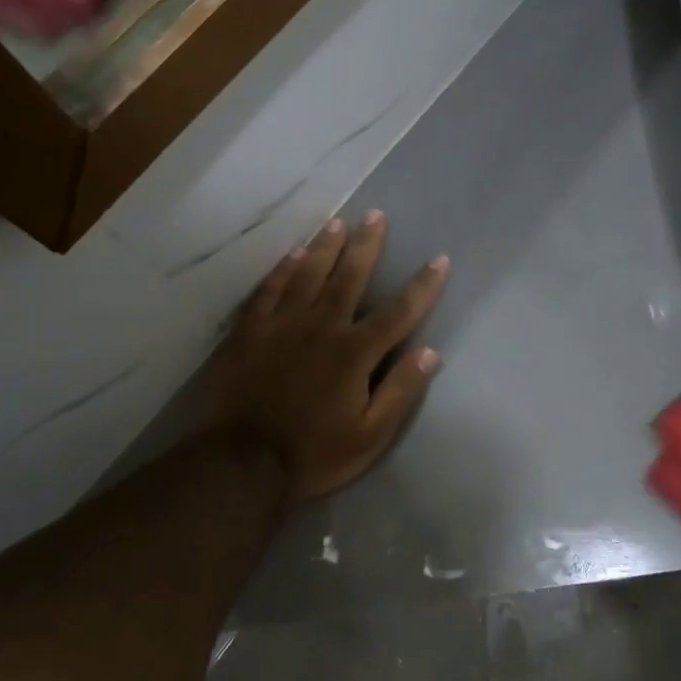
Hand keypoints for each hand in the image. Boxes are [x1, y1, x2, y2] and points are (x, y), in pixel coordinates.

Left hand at [195, 213, 449, 503]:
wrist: (241, 465)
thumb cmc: (314, 454)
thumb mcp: (370, 435)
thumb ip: (401, 391)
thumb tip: (430, 352)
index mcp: (354, 353)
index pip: (398, 312)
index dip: (422, 286)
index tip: (439, 260)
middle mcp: (320, 328)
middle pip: (348, 278)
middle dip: (366, 245)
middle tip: (376, 215)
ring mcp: (280, 326)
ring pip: (307, 275)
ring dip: (324, 248)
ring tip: (337, 223)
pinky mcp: (248, 333)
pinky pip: (267, 291)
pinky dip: (281, 270)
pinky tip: (291, 255)